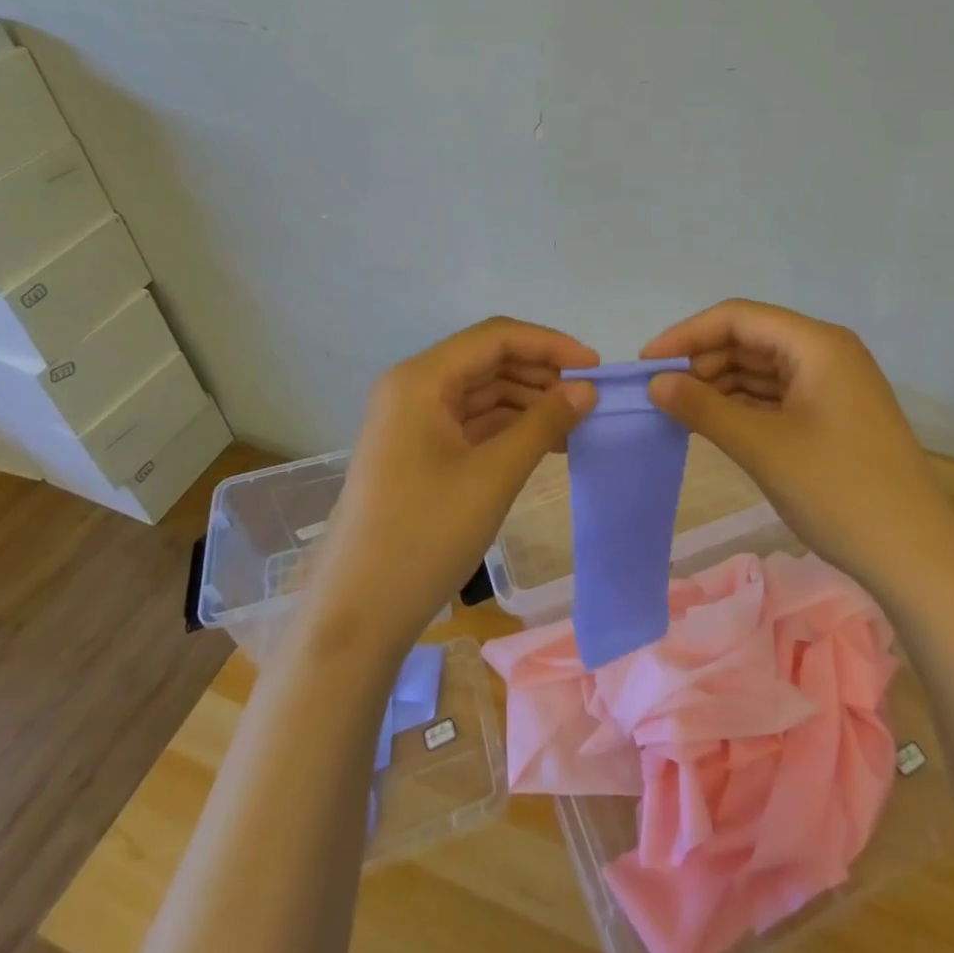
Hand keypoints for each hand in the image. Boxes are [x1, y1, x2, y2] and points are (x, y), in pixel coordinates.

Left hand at [307, 317, 598, 652]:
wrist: (358, 615)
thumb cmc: (424, 535)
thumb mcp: (494, 475)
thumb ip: (544, 423)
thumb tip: (587, 390)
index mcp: (422, 379)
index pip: (496, 337)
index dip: (550, 344)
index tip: (595, 368)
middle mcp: (414, 388)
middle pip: (488, 361)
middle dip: (541, 375)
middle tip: (589, 401)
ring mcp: (413, 420)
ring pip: (483, 392)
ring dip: (529, 403)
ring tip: (574, 426)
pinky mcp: (418, 451)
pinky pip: (472, 422)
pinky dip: (509, 428)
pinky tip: (544, 445)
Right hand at [642, 299, 953, 595]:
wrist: (918, 558)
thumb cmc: (838, 490)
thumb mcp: (762, 446)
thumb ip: (703, 408)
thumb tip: (655, 384)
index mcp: (816, 344)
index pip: (738, 318)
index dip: (687, 335)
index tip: (646, 364)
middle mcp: (827, 352)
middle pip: (751, 340)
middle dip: (702, 361)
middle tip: (660, 394)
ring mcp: (834, 385)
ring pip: (763, 369)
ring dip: (720, 385)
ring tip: (679, 411)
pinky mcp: (834, 415)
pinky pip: (778, 396)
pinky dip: (744, 406)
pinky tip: (715, 424)